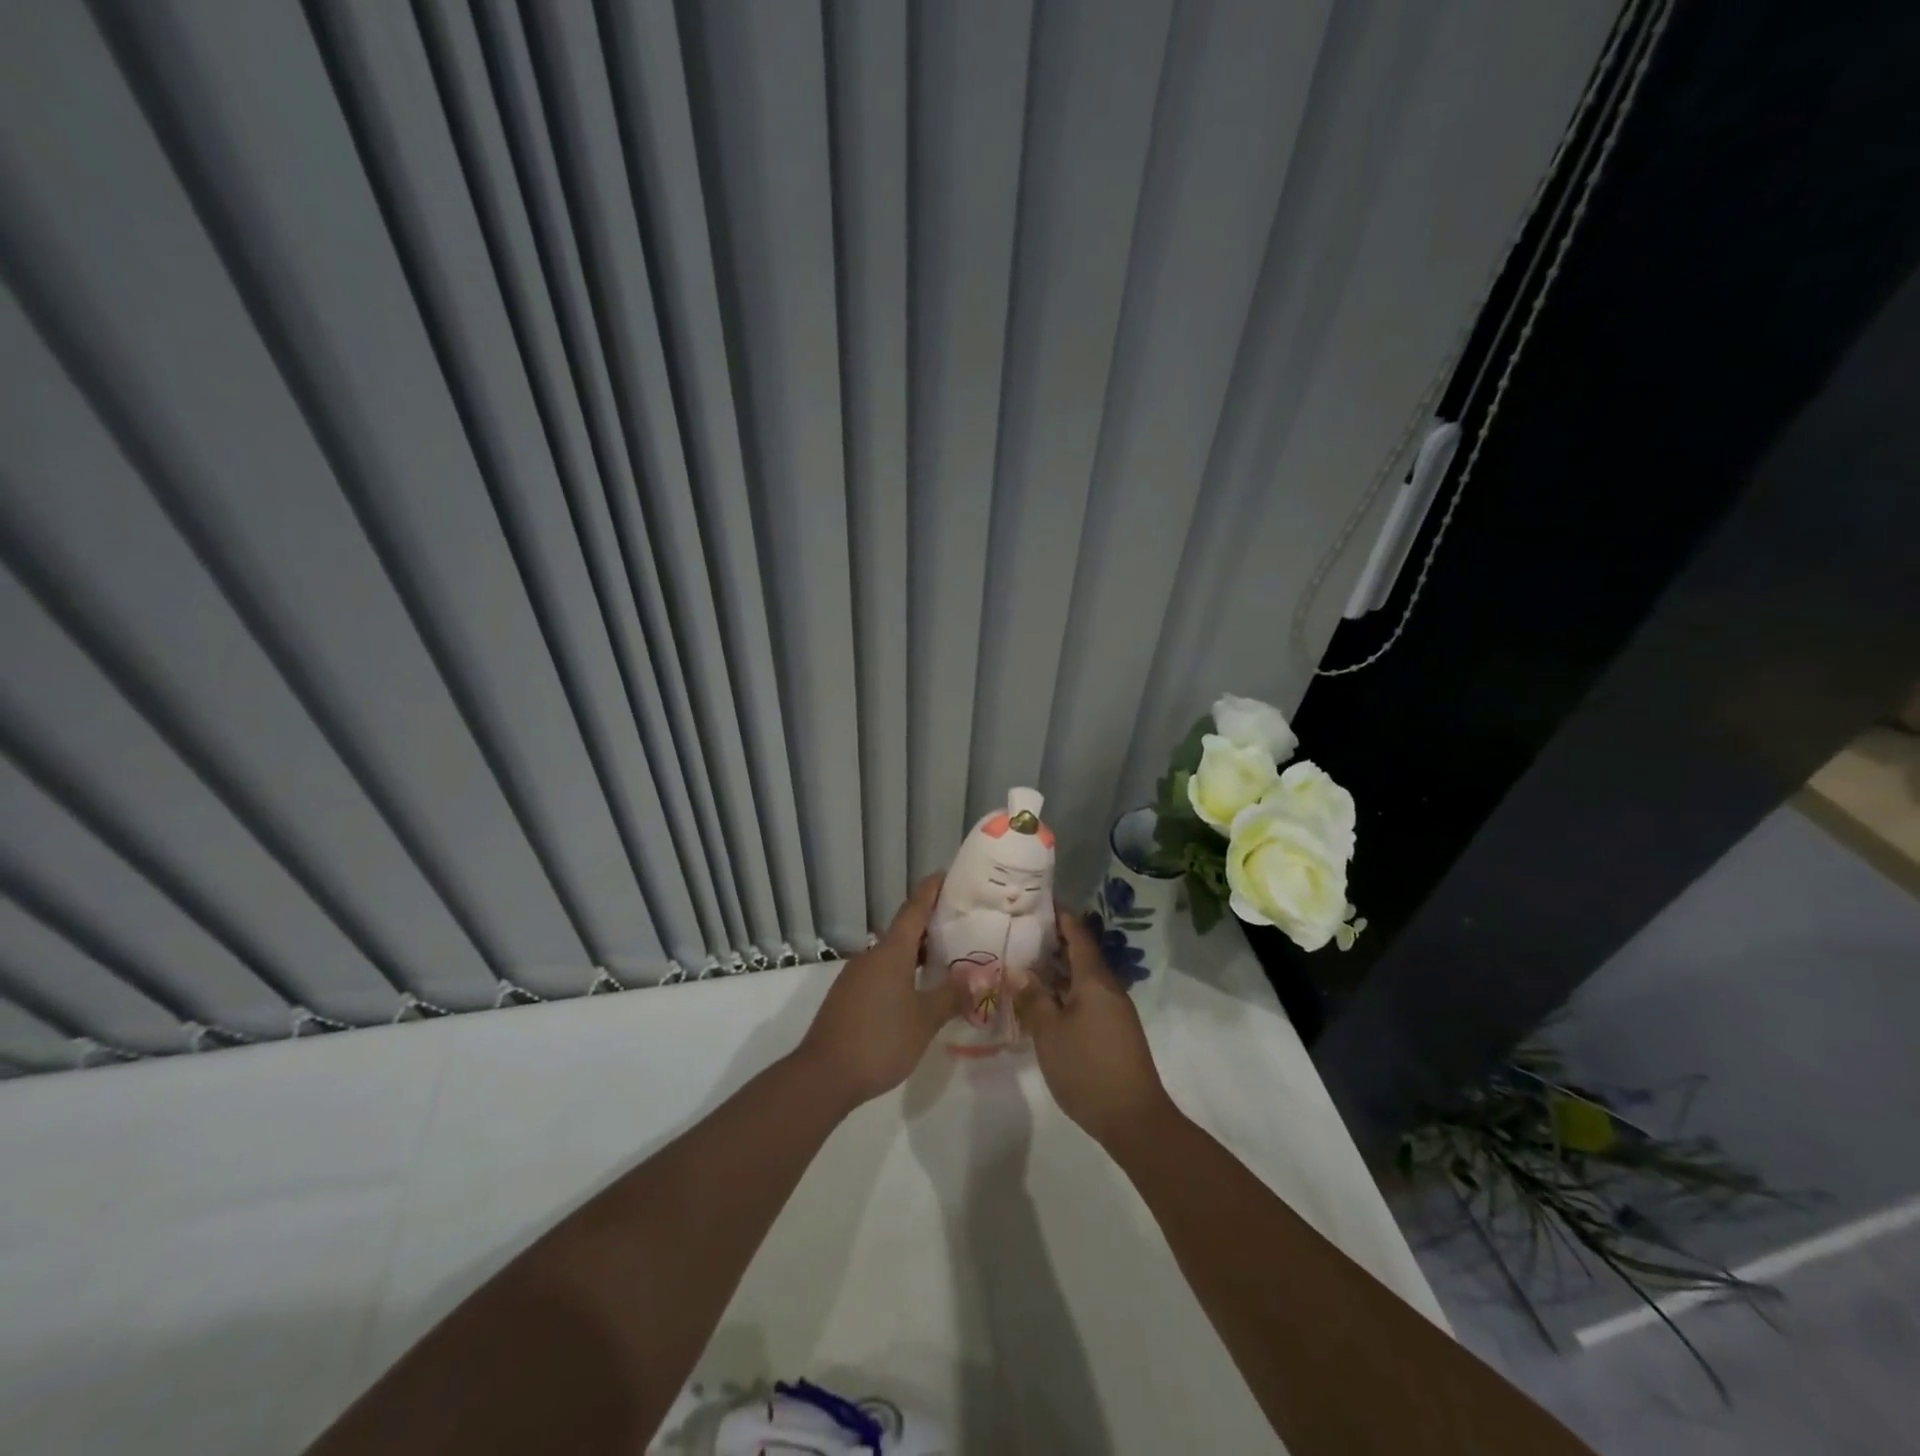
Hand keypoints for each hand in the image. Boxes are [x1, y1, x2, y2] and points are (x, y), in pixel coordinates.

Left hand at [794, 875, 964, 1109]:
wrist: (823, 1075)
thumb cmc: (880, 1040)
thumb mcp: (925, 1020)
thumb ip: (952, 995)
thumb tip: (979, 975)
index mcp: (891, 952)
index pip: (915, 908)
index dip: (932, 889)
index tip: (949, 874)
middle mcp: (872, 956)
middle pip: (905, 929)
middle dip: (932, 923)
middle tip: (964, 922)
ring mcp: (857, 976)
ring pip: (894, 953)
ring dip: (919, 951)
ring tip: (948, 957)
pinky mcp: (849, 996)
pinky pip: (883, 972)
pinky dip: (904, 971)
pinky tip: (919, 989)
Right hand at [1016, 909, 1174, 1147]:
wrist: (1133, 1118)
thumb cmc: (1087, 1068)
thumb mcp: (1049, 1033)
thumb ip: (1033, 998)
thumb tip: (1020, 971)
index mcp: (1094, 979)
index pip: (1078, 934)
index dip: (1059, 916)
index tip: (1036, 902)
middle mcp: (1108, 988)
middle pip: (1081, 954)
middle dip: (1054, 941)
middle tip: (1021, 932)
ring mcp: (1114, 1010)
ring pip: (1083, 978)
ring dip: (1058, 969)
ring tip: (1026, 963)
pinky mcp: (1114, 1030)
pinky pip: (1087, 997)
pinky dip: (1066, 990)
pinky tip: (1045, 1000)